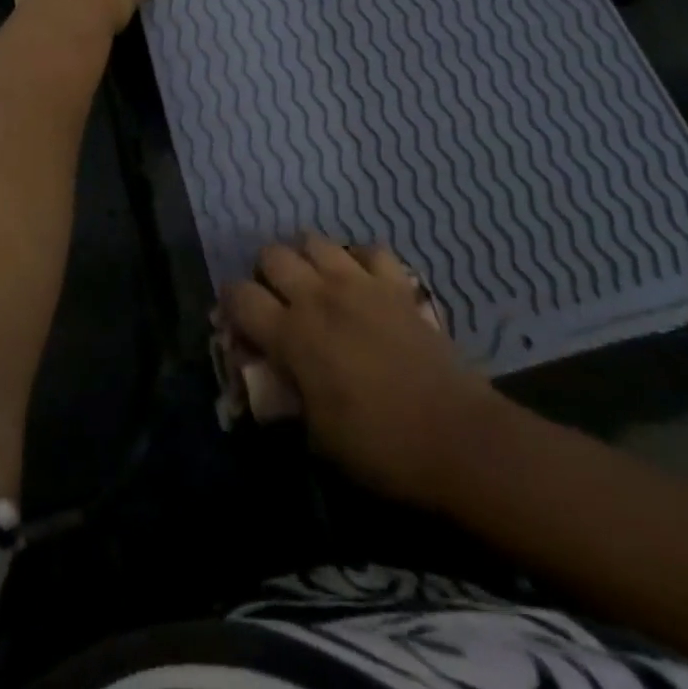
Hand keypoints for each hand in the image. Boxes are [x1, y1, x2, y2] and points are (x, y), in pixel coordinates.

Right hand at [222, 236, 499, 509]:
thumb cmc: (380, 447)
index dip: (230, 303)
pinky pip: (369, 249)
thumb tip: (271, 374)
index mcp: (291, 334)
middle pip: (272, 254)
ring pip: (314, 240)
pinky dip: (359, 260)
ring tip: (315, 285)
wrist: (457, 436)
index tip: (237, 320)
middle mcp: (318, 296)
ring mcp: (359, 282)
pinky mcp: (395, 283)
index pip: (239, 295)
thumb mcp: (316, 435)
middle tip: (277, 302)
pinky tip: (362, 281)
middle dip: (266, 274)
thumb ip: (286, 393)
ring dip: (306, 259)